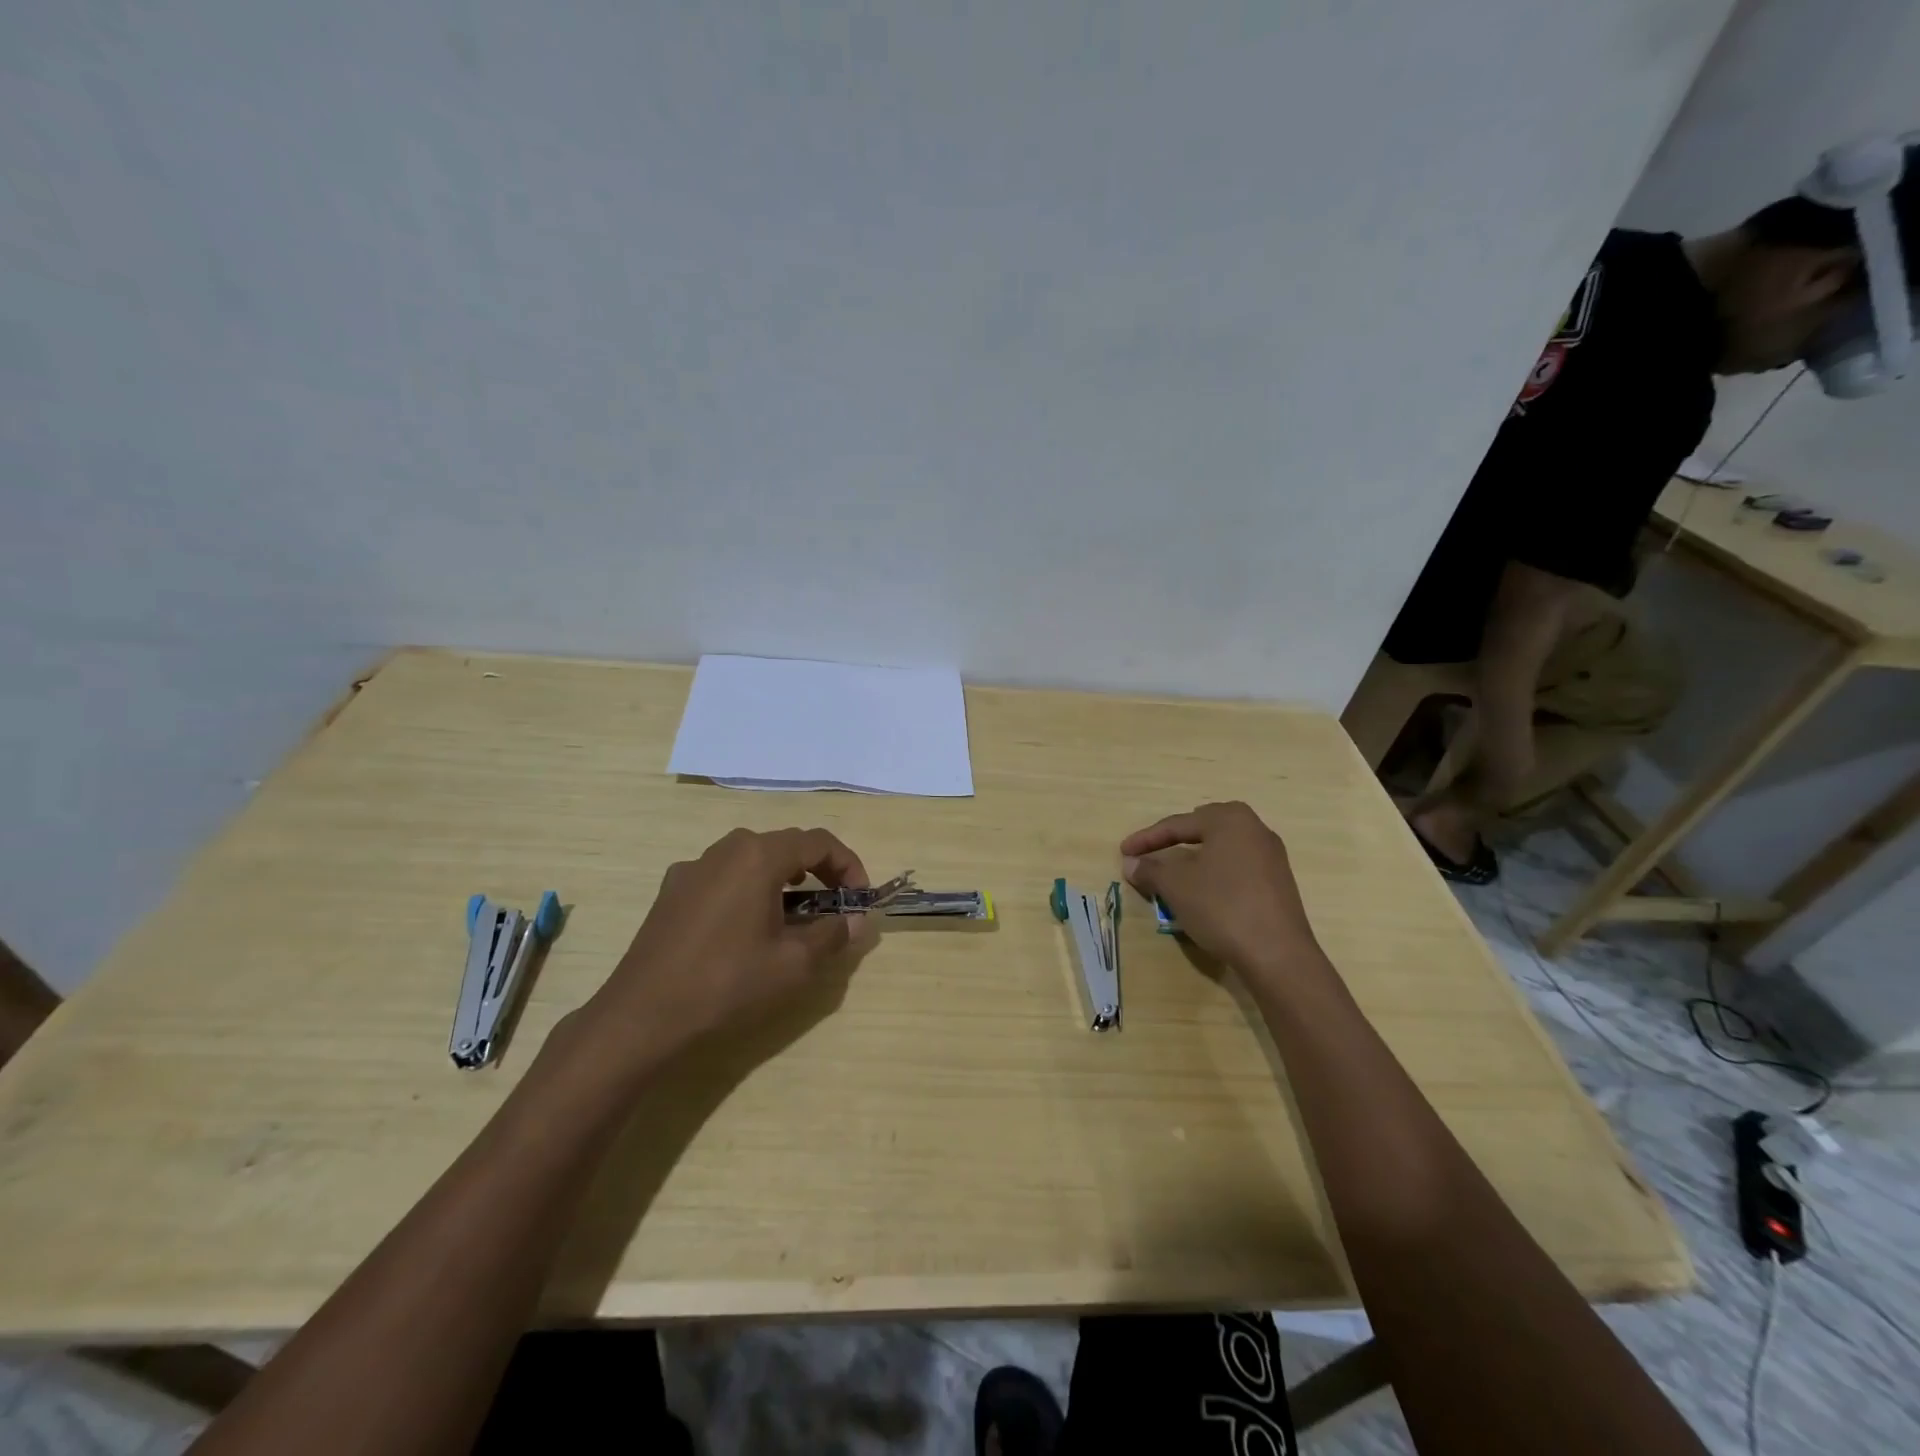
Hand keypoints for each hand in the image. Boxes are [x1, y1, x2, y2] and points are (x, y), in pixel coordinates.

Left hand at [585, 827, 878, 1065]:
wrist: (642, 1017)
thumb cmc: (727, 984)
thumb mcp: (793, 964)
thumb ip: (832, 935)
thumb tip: (857, 921)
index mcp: (758, 856)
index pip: (819, 842)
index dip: (849, 865)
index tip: (859, 899)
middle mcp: (725, 849)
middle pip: (785, 845)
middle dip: (818, 870)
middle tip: (833, 906)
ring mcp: (693, 868)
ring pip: (752, 859)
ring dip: (782, 879)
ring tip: (794, 916)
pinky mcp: (671, 892)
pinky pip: (723, 876)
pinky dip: (748, 889)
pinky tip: (746, 928)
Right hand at [1120, 802, 1320, 982]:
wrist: (1277, 955)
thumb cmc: (1222, 907)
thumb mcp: (1176, 886)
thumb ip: (1150, 869)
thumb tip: (1131, 863)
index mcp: (1230, 820)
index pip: (1177, 824)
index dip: (1146, 839)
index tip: (1124, 852)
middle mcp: (1255, 829)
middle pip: (1204, 828)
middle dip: (1175, 839)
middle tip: (1152, 851)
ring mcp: (1272, 857)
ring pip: (1222, 849)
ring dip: (1195, 858)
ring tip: (1174, 872)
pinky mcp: (1278, 883)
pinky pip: (1237, 868)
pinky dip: (1214, 873)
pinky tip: (1204, 891)